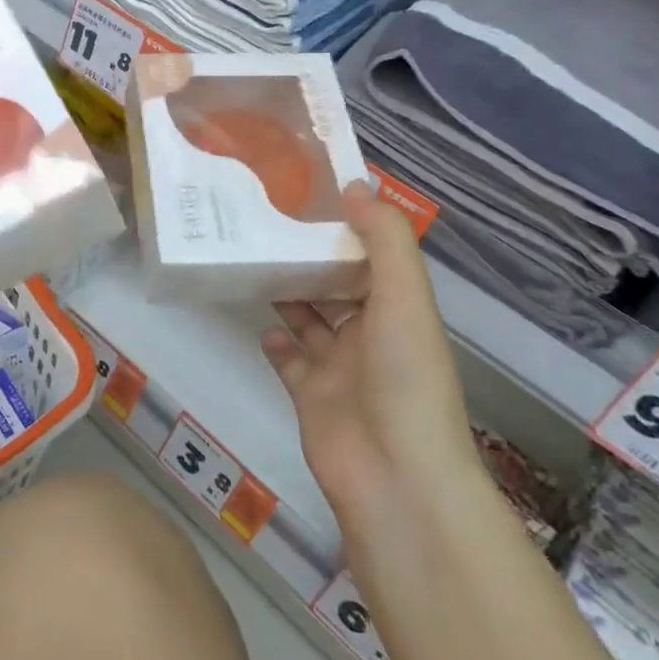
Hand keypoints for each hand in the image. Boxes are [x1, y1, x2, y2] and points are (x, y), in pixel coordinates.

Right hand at [261, 184, 478, 527]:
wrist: (393, 474)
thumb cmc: (404, 377)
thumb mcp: (405, 298)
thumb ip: (384, 240)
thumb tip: (357, 185)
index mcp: (399, 311)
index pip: (373, 260)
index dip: (348, 228)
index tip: (312, 194)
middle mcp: (371, 336)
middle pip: (336, 288)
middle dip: (309, 260)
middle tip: (267, 225)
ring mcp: (339, 368)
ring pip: (310, 321)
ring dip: (288, 295)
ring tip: (253, 262)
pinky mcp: (310, 395)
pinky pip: (289, 361)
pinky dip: (276, 343)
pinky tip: (260, 325)